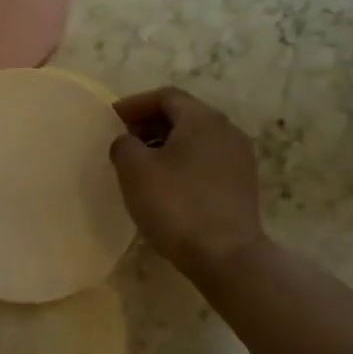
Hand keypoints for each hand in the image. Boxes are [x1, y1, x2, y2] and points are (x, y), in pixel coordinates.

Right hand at [109, 87, 267, 279]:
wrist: (226, 256)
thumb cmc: (176, 204)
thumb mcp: (134, 169)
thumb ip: (123, 144)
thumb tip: (127, 142)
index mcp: (202, 118)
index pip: (165, 96)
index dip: (134, 104)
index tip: (110, 119)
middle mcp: (226, 130)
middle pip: (183, 115)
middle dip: (149, 124)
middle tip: (122, 140)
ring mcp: (239, 158)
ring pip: (195, 139)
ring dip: (165, 145)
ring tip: (139, 165)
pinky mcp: (242, 185)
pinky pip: (206, 161)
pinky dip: (182, 163)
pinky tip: (164, 185)